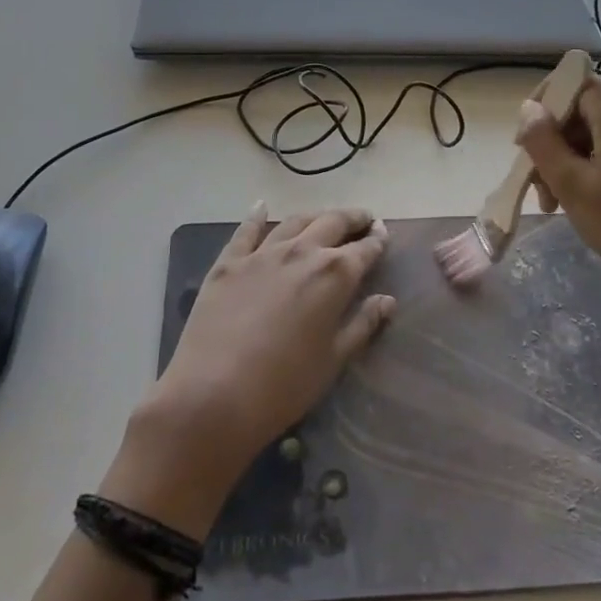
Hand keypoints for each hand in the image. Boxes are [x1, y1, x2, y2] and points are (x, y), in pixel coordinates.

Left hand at [112, 205, 393, 534]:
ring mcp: (262, 253)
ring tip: (323, 218)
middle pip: (332, 223)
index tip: (384, 234)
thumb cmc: (285, 385)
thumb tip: (386, 300)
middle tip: (363, 219)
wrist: (214, 393)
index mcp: (334, 275)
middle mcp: (302, 252)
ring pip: (294, 222)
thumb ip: (363, 325)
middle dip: (352, 219)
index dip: (377, 241)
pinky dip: (256, 215)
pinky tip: (261, 207)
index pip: (364, 250)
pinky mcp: (229, 262)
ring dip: (314, 216)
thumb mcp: (334, 360)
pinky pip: (246, 230)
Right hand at [516, 79, 600, 331]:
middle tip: (540, 190)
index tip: (523, 149)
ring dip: (571, 159)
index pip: (569, 84)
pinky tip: (585, 200)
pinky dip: (594, 165)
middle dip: (554, 143)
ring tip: (557, 203)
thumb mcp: (570, 184)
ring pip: (597, 130)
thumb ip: (542, 140)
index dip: (541, 111)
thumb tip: (529, 108)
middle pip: (582, 109)